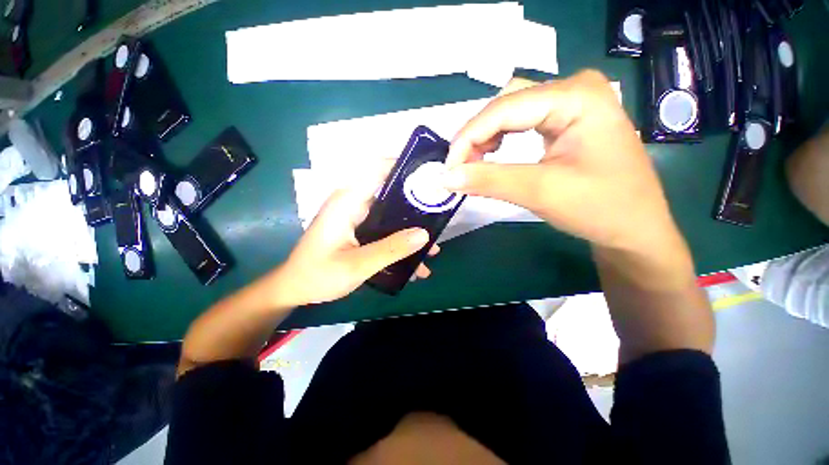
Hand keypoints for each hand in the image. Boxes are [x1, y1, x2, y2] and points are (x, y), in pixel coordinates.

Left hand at [273, 164, 437, 306]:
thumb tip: (426, 233)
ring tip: (433, 251)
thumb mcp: (357, 265)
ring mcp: (352, 217)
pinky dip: (395, 242)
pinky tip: (412, 265)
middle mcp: (351, 202)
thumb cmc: (319, 274)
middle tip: (443, 218)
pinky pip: (380, 229)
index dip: (405, 166)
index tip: (433, 175)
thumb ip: (391, 249)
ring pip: (388, 214)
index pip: (379, 168)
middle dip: (416, 206)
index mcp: (347, 201)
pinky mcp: (353, 230)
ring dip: (408, 230)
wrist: (294, 289)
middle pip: (389, 192)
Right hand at [444, 71, 679, 253]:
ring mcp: (584, 97)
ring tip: (479, 160)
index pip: (508, 106)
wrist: (641, 232)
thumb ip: (489, 178)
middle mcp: (581, 85)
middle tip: (462, 166)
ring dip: (497, 131)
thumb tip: (442, 177)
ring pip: (522, 105)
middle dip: (484, 132)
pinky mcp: (582, 112)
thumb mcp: (545, 192)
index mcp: (579, 94)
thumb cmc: (604, 211)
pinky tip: (502, 149)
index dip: (470, 135)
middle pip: (514, 100)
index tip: (445, 166)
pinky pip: (538, 114)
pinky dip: (515, 132)